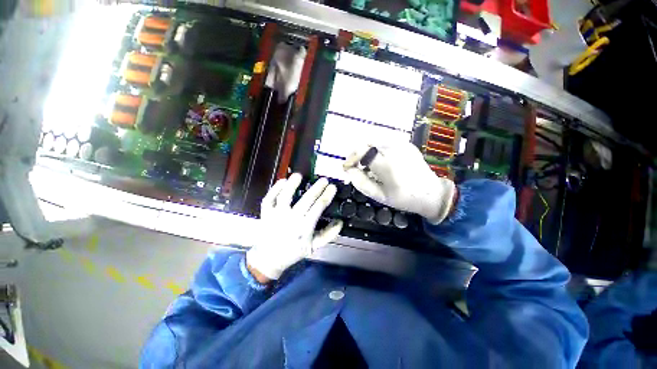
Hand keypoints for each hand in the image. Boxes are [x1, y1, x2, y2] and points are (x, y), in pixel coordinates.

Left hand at [246, 173, 342, 282]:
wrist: (269, 259)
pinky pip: (269, 198)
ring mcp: (277, 214)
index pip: (319, 207)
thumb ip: (328, 235)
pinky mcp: (266, 213)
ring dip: (293, 185)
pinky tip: (282, 181)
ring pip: (285, 196)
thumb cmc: (293, 251)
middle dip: (317, 188)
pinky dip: (275, 189)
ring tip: (299, 175)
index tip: (332, 187)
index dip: (327, 195)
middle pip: (306, 199)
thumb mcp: (313, 247)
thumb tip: (340, 222)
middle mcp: (291, 218)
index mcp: (305, 226)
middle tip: (324, 180)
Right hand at [343, 141, 456, 223]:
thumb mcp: (379, 196)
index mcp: (387, 165)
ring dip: (366, 150)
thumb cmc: (403, 198)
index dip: (351, 158)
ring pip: (375, 140)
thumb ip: (360, 182)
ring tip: (366, 164)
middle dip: (357, 153)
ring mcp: (402, 144)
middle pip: (367, 142)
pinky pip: (385, 142)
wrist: (431, 194)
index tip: (347, 167)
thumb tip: (348, 170)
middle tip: (355, 166)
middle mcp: (394, 149)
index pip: (362, 151)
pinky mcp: (406, 144)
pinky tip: (379, 161)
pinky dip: (377, 149)